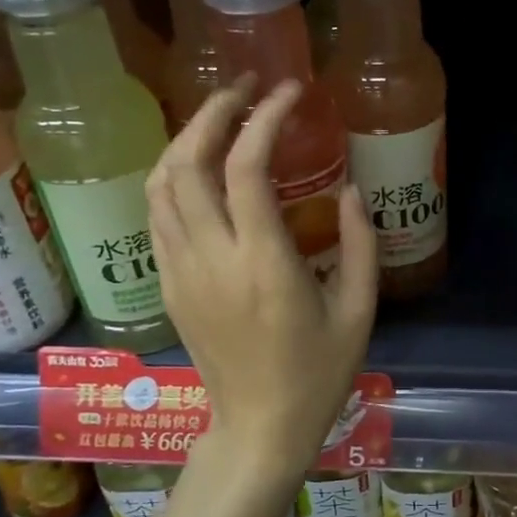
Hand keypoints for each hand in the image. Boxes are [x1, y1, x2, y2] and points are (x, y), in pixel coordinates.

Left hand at [146, 76, 378, 468]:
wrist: (259, 428)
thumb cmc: (318, 373)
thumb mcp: (359, 311)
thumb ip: (359, 244)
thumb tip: (349, 188)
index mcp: (264, 264)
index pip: (247, 168)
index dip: (265, 118)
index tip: (289, 91)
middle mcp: (212, 259)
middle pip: (187, 162)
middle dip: (213, 111)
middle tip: (245, 88)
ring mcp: (181, 271)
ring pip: (159, 184)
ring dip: (187, 139)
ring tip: (221, 118)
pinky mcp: (169, 284)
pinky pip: (157, 214)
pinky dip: (173, 177)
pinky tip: (201, 168)